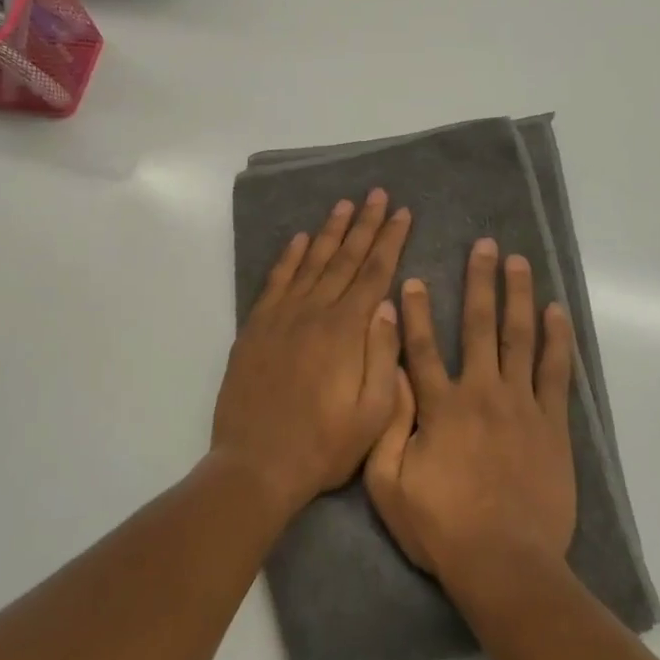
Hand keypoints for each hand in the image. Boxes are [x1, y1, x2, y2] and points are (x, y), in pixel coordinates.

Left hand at [212, 190, 412, 517]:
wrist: (256, 465)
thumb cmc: (324, 446)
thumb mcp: (374, 412)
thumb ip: (384, 354)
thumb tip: (390, 304)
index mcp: (346, 331)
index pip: (374, 273)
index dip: (390, 240)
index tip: (403, 213)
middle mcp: (314, 313)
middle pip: (344, 258)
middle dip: (365, 224)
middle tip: (378, 194)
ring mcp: (281, 318)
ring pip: (310, 262)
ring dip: (329, 231)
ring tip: (344, 205)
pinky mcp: (256, 329)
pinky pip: (275, 282)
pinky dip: (288, 258)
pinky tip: (299, 240)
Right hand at [364, 238, 575, 586]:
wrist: (505, 564)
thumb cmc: (441, 528)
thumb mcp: (389, 484)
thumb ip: (389, 425)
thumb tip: (391, 375)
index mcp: (440, 407)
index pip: (423, 347)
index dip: (417, 311)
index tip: (415, 278)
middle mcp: (481, 393)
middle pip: (480, 327)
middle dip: (480, 283)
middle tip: (484, 246)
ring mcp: (521, 406)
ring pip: (519, 338)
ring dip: (518, 296)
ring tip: (519, 262)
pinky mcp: (552, 424)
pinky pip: (555, 373)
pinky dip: (557, 340)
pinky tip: (557, 312)